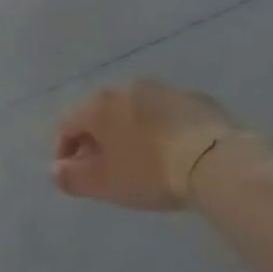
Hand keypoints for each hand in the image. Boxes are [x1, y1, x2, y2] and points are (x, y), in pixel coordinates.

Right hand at [53, 79, 250, 210]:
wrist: (216, 161)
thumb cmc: (150, 172)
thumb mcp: (104, 184)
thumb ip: (71, 178)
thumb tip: (56, 170)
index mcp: (99, 104)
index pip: (67, 124)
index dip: (64, 150)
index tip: (73, 174)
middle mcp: (127, 88)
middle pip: (101, 114)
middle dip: (97, 140)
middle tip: (105, 169)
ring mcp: (163, 90)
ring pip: (134, 112)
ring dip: (128, 132)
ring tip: (139, 161)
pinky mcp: (194, 99)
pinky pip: (165, 115)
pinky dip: (159, 130)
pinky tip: (170, 153)